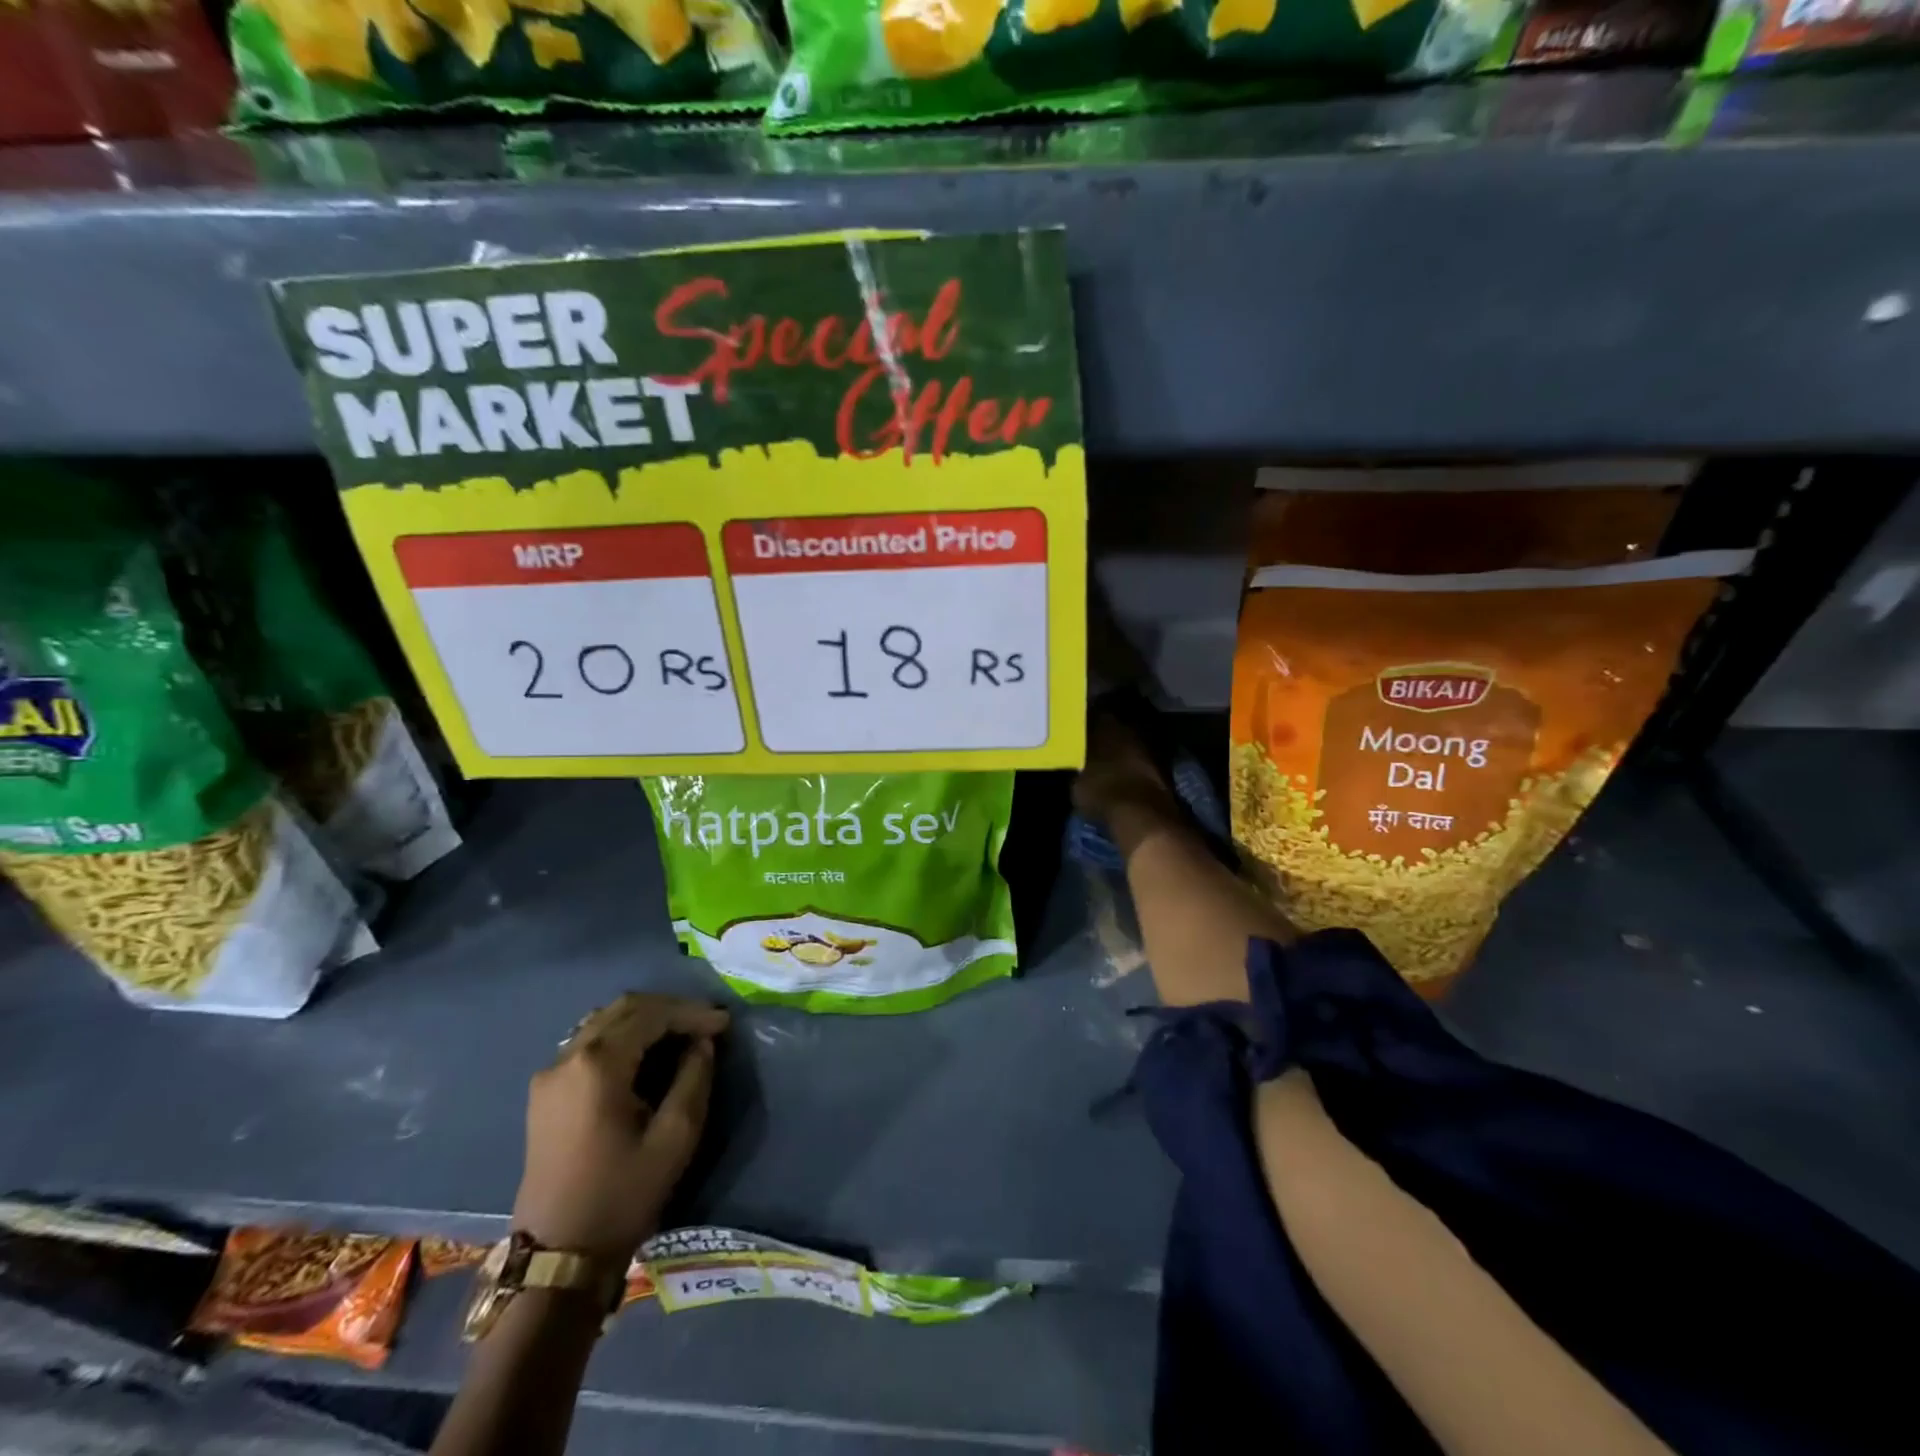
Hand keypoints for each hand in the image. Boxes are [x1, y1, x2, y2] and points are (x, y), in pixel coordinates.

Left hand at [512, 993, 729, 1264]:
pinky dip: (623, 1037)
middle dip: (670, 1010)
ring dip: (646, 1020)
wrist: (558, 1257)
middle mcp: (567, 1057)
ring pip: (604, 1021)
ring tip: (681, 1035)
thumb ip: (694, 1077)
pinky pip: (589, 1043)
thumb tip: (701, 1043)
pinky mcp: (545, 1093)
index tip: (724, 1024)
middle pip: (625, 1008)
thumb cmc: (622, 1196)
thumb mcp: (675, 1137)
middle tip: (705, 1024)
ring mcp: (550, 1074)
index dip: (692, 1013)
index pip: (652, 1014)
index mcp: (598, 1064)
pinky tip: (646, 1055)